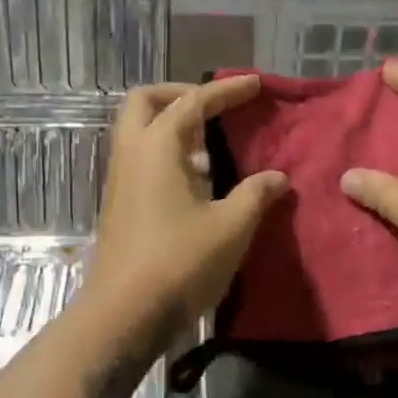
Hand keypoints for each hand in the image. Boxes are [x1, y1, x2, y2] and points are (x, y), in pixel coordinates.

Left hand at [81, 76, 287, 351]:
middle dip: (180, 95)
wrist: (125, 313)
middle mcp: (132, 154)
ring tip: (212, 146)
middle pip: (146, 102)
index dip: (226, 91)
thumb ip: (256, 195)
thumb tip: (276, 177)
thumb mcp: (231, 227)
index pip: (193, 102)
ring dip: (172, 126)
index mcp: (157, 147)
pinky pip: (141, 159)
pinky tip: (198, 182)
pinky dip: (167, 154)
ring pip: (139, 132)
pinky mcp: (120, 205)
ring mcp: (120, 180)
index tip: (253, 84)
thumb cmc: (180, 263)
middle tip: (214, 108)